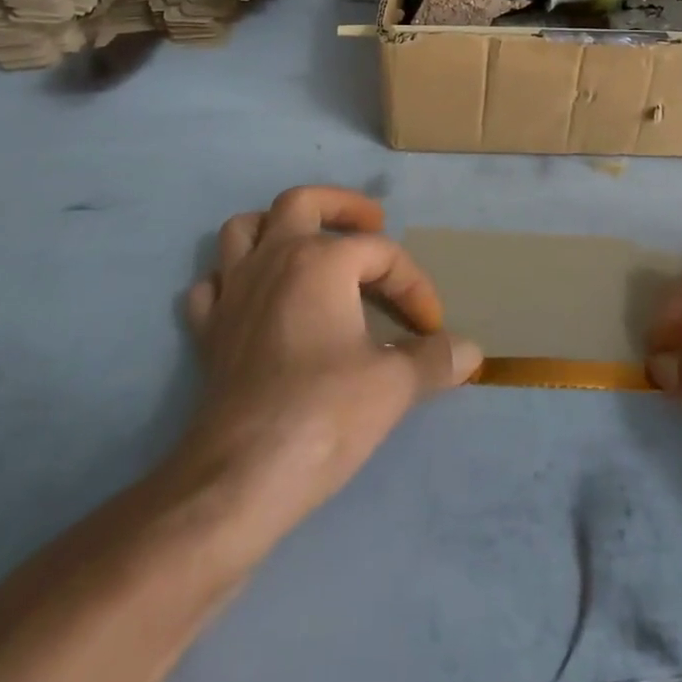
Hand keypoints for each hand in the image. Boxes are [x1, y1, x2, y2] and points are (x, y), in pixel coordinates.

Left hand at [177, 186, 481, 546]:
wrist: (240, 479)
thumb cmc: (323, 415)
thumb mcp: (393, 384)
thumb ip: (435, 359)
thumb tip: (472, 351)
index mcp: (319, 260)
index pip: (380, 253)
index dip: (413, 285)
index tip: (432, 327)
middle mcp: (272, 260)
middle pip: (302, 202)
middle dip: (341, 206)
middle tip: (372, 223)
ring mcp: (233, 293)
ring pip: (244, 229)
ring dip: (276, 229)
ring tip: (308, 247)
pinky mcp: (209, 331)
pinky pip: (213, 285)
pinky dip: (233, 281)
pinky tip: (256, 301)